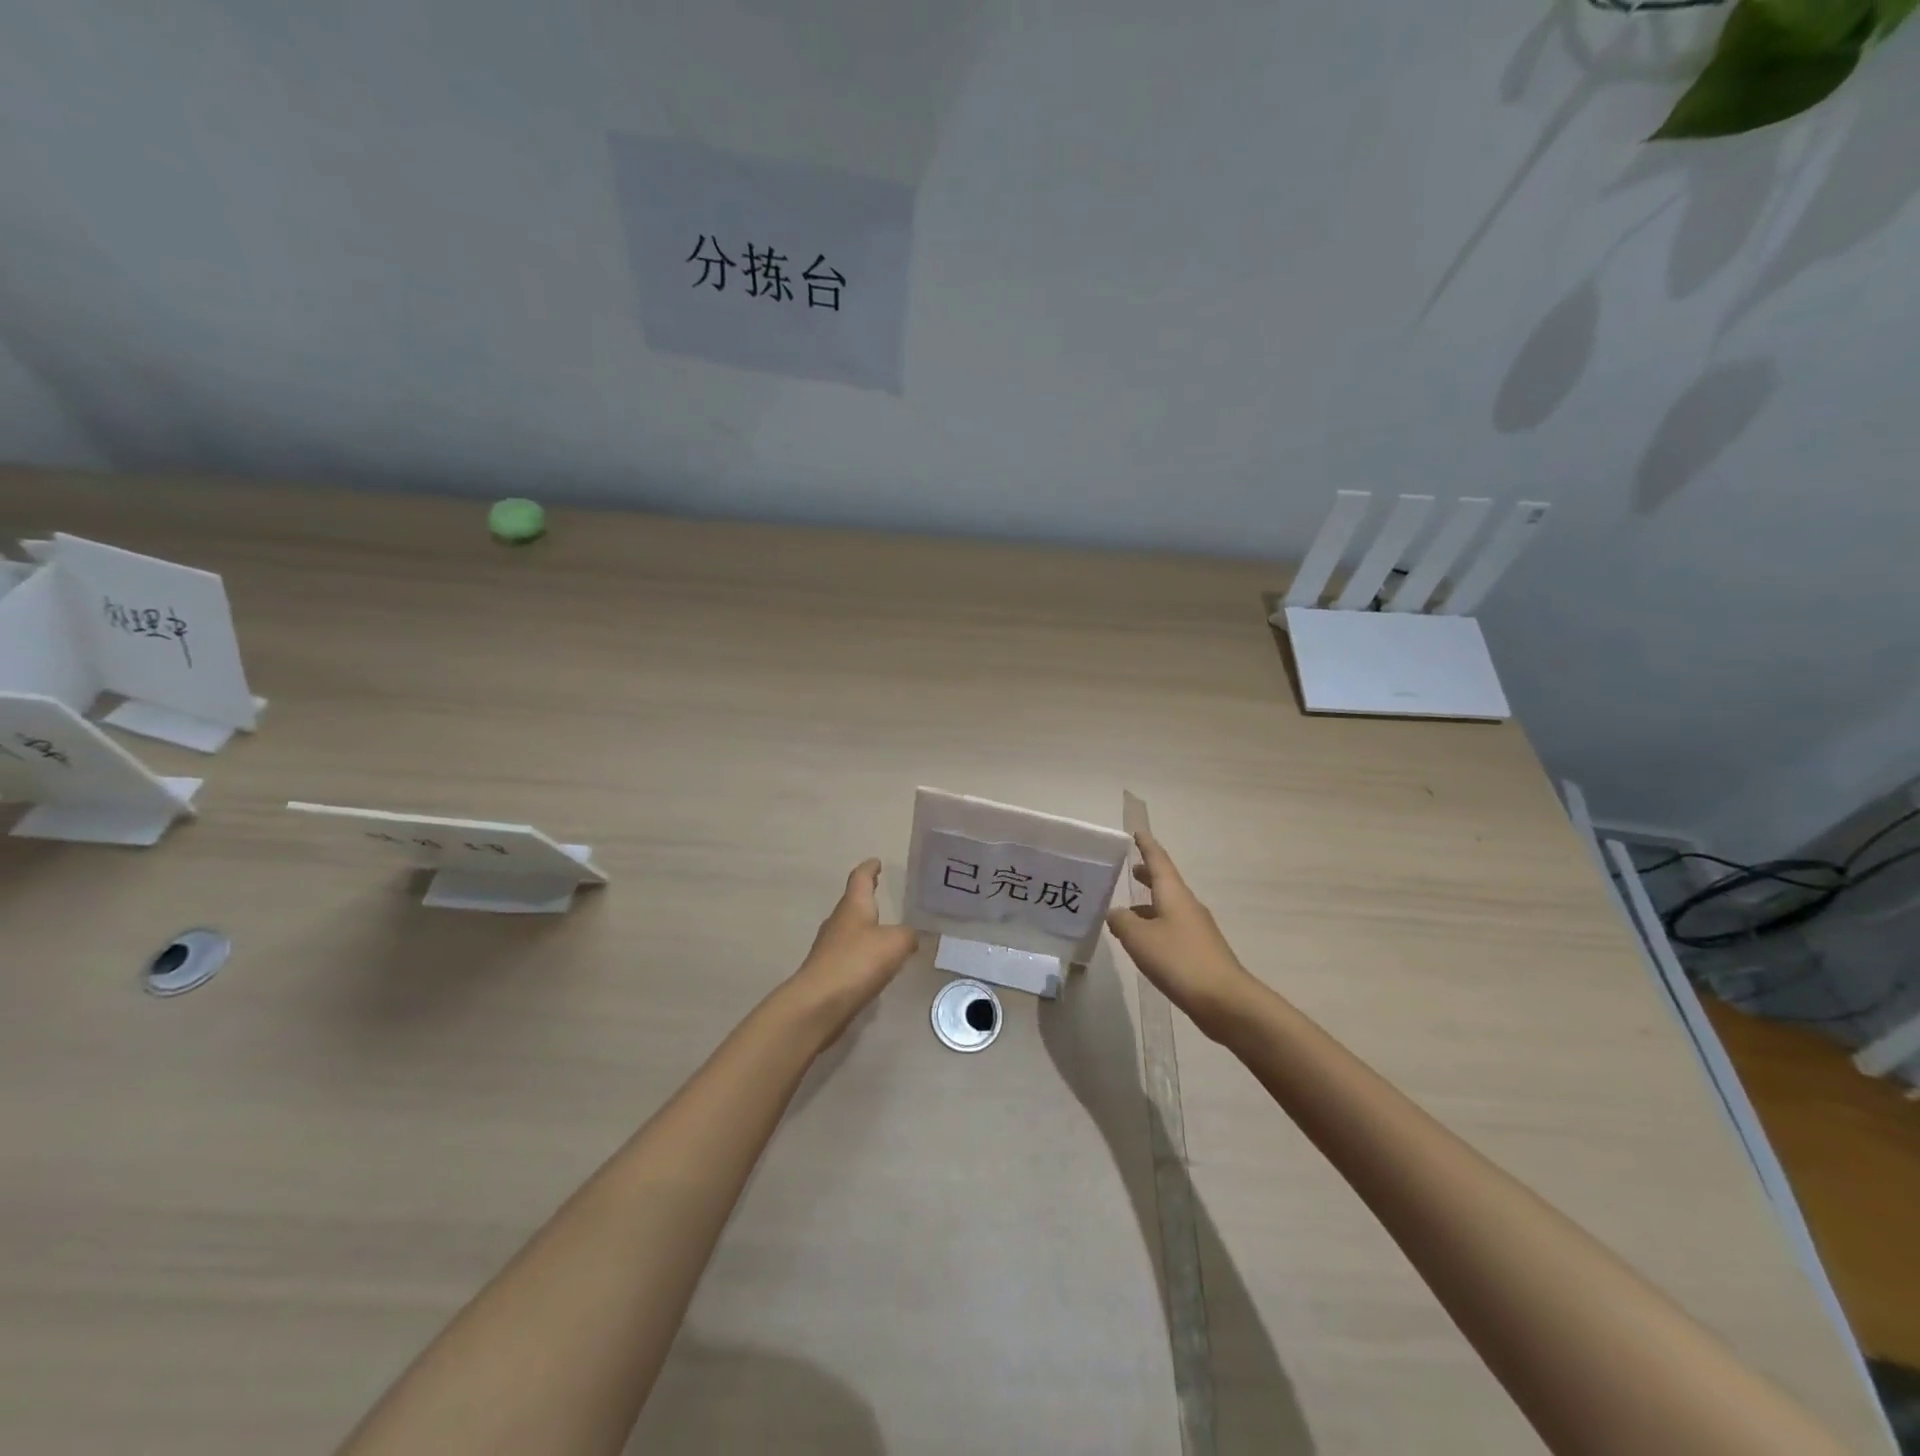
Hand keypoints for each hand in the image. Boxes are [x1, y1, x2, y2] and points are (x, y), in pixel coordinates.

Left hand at [785, 859, 919, 1038]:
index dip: (869, 868)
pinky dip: (861, 954)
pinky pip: (848, 955)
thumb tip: (911, 936)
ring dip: (864, 928)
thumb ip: (908, 936)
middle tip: (880, 892)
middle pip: (852, 903)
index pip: (860, 878)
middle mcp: (838, 922)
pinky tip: (874, 965)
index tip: (876, 861)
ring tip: (883, 931)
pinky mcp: (827, 973)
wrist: (818, 1004)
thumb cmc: (857, 962)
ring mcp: (829, 948)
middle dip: (866, 898)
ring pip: (849, 930)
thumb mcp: (895, 943)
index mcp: (853, 906)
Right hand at [1106, 831, 1259, 1039]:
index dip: (1147, 846)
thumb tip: (1116, 913)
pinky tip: (1144, 942)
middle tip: (1131, 869)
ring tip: (1127, 909)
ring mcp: (1197, 930)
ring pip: (1169, 907)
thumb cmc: (1179, 960)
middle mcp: (1188, 906)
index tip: (1137, 833)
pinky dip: (1156, 926)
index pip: (1159, 861)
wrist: (1225, 1000)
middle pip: (1166, 883)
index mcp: (1175, 895)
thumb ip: (1121, 921)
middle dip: (1148, 875)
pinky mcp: (1199, 952)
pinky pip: (1173, 928)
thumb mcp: (1139, 938)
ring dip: (1150, 904)